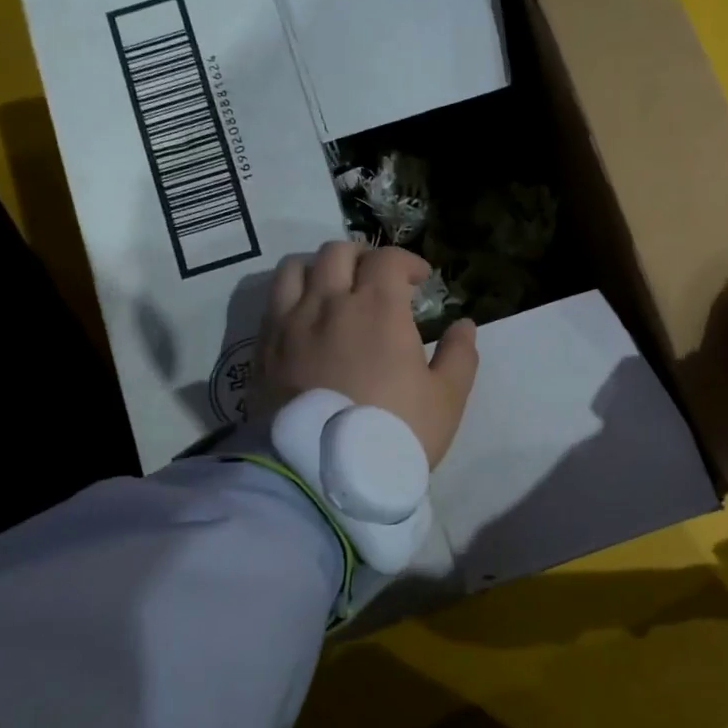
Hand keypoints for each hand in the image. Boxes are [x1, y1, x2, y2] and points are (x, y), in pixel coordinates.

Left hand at [258, 241, 479, 466]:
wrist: (322, 475)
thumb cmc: (393, 433)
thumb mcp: (445, 399)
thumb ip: (459, 355)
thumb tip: (464, 325)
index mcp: (378, 308)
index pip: (388, 259)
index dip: (408, 262)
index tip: (421, 281)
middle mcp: (330, 303)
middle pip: (339, 252)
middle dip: (364, 257)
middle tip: (378, 281)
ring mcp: (290, 323)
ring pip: (297, 267)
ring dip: (321, 268)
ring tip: (335, 290)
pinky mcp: (264, 347)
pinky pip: (272, 299)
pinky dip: (292, 294)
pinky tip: (306, 317)